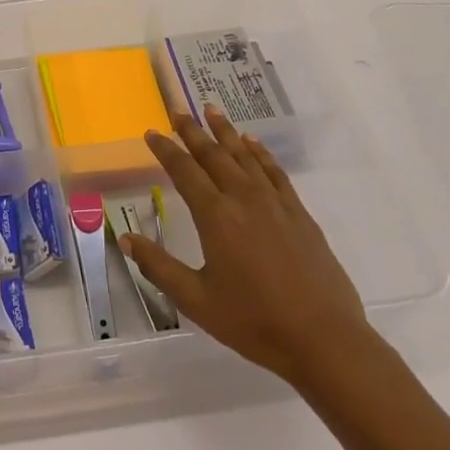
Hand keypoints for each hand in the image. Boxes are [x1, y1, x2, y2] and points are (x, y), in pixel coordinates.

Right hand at [125, 108, 371, 389]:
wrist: (323, 339)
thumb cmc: (253, 322)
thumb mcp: (196, 300)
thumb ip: (159, 267)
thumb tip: (126, 239)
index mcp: (216, 216)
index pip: (184, 171)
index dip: (166, 149)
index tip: (151, 132)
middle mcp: (243, 198)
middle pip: (214, 154)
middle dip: (193, 131)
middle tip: (179, 110)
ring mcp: (275, 203)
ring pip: (245, 155)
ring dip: (226, 131)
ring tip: (212, 110)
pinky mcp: (299, 213)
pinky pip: (275, 171)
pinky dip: (261, 153)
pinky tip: (253, 144)